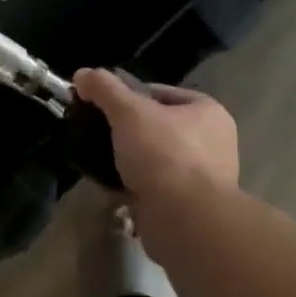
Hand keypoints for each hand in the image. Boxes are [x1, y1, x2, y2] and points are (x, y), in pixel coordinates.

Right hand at [73, 68, 237, 210]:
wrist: (184, 222)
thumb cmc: (163, 154)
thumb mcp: (128, 111)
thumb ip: (104, 88)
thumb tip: (82, 74)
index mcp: (208, 112)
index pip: (161, 93)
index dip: (130, 95)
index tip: (105, 104)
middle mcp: (213, 142)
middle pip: (159, 126)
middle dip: (130, 131)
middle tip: (102, 132)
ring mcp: (205, 178)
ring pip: (157, 158)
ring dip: (133, 161)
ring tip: (103, 159)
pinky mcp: (191, 209)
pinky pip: (157, 188)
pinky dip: (137, 186)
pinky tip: (114, 185)